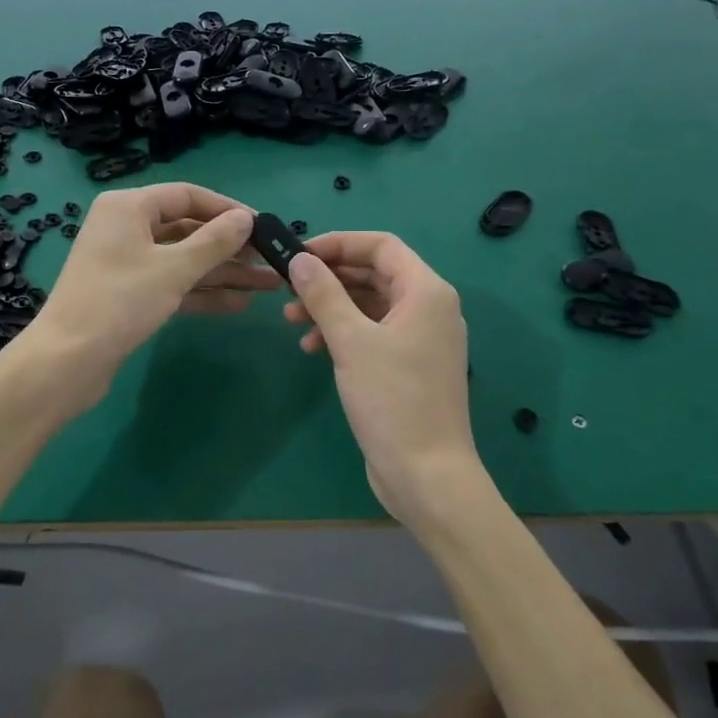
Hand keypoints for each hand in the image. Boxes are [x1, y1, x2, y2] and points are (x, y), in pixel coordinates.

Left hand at [24, 184, 276, 414]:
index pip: (187, 196)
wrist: (68, 361)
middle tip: (270, 259)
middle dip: (230, 247)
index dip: (227, 209)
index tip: (262, 226)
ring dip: (223, 273)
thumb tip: (247, 219)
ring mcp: (127, 263)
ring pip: (183, 260)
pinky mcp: (129, 294)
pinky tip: (238, 304)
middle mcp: (126, 228)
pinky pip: (172, 284)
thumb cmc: (120, 302)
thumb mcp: (173, 269)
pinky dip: (201, 292)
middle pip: (187, 229)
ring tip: (268, 285)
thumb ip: (214, 242)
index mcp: (129, 207)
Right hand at [283, 233, 477, 518]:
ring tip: (291, 321)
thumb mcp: (351, 342)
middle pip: (375, 274)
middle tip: (288, 288)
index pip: (381, 246)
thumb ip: (324, 295)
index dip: (339, 244)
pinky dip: (344, 333)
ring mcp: (421, 338)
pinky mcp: (410, 365)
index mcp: (426, 292)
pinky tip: (313, 348)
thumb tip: (300, 260)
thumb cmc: (392, 400)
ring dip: (331, 307)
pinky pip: (374, 333)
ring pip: (371, 305)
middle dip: (330, 278)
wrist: (426, 474)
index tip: (299, 255)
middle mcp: (429, 308)